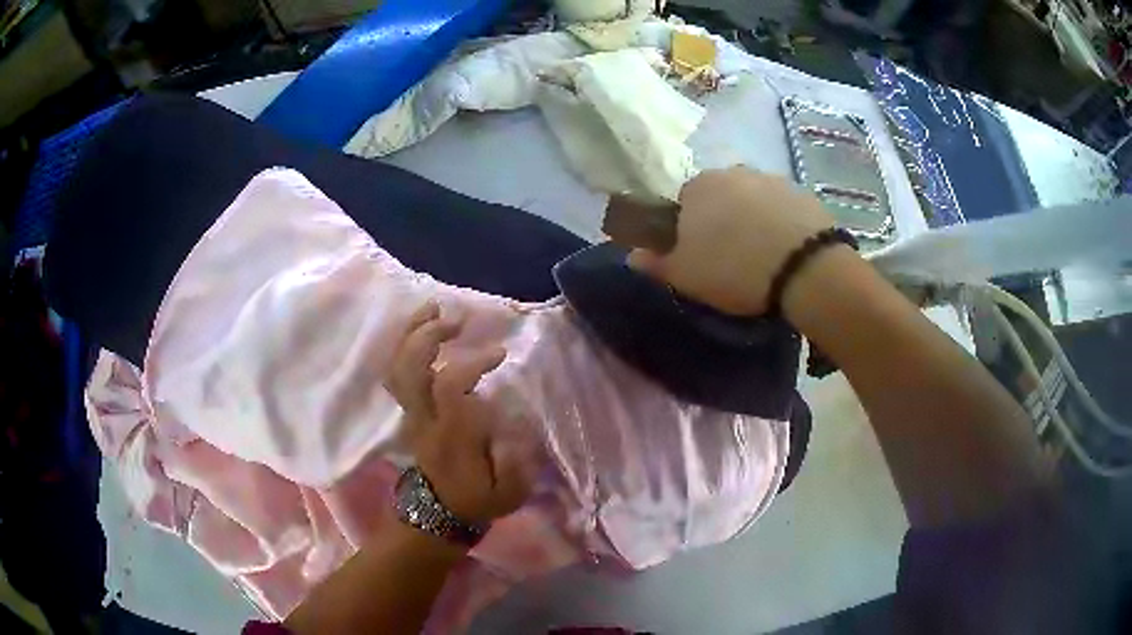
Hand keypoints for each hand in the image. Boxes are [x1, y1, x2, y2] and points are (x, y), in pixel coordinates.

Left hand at [385, 302, 532, 524]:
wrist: (439, 512)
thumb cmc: (477, 499)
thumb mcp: (507, 492)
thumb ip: (514, 461)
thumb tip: (515, 426)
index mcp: (451, 433)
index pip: (449, 385)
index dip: (471, 362)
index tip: (499, 354)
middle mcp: (425, 417)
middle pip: (411, 368)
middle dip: (429, 336)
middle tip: (457, 318)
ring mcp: (412, 413)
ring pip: (399, 367)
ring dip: (412, 334)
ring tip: (434, 308)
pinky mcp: (409, 411)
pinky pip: (398, 373)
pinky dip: (406, 346)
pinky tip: (422, 327)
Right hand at [629, 167, 834, 314]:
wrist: (805, 267)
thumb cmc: (734, 269)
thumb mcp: (686, 276)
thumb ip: (656, 263)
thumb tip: (632, 255)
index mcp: (697, 188)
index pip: (682, 202)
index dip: (688, 229)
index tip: (699, 254)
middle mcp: (732, 173)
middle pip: (719, 197)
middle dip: (721, 220)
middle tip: (731, 257)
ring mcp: (770, 179)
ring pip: (751, 199)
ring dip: (751, 219)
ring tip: (762, 256)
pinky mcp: (801, 192)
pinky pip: (780, 207)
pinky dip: (779, 222)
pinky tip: (786, 249)